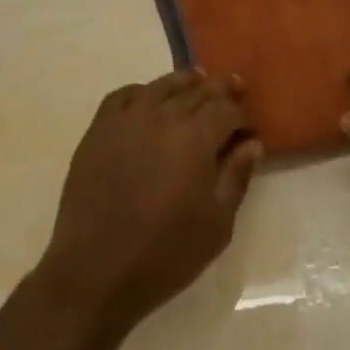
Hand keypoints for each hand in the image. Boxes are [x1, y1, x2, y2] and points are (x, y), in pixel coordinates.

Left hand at [37, 70, 262, 333]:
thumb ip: (236, 177)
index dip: (242, 114)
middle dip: (219, 89)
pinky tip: (148, 99)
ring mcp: (126, 119)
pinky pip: (123, 96)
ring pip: (161, 86)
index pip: (226, 109)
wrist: (97, 269)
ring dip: (183, 82)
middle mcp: (162, 116)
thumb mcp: (217, 223)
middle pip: (196, 91)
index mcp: (195, 137)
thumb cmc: (166, 252)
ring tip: (196, 80)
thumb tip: (252, 144)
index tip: (249, 127)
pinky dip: (142, 92)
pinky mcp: (98, 130)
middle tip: (233, 85)